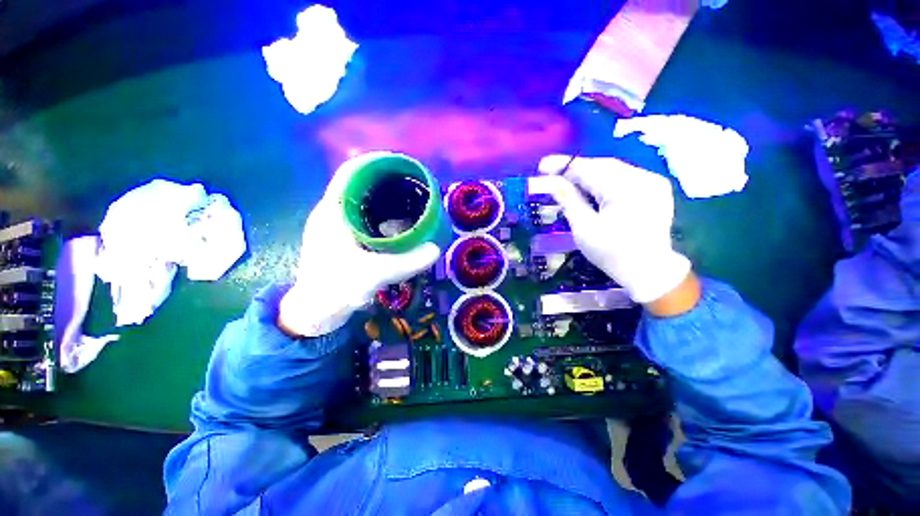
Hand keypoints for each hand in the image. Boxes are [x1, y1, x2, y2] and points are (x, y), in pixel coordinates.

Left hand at [279, 153, 440, 336]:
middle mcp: (333, 213)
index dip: (374, 162)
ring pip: (362, 201)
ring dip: (385, 198)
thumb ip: (406, 262)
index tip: (401, 164)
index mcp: (333, 212)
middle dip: (386, 181)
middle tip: (414, 184)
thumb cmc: (336, 289)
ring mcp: (337, 227)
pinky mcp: (343, 239)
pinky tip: (399, 224)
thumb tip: (436, 249)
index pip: (350, 173)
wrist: (314, 312)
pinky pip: (365, 217)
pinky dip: (382, 215)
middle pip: (359, 184)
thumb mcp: (374, 275)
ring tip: (410, 200)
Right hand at [538, 155, 692, 305]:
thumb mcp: (584, 229)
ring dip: (589, 173)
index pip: (588, 169)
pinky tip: (592, 187)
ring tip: (569, 180)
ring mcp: (653, 182)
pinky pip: (625, 176)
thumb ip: (569, 201)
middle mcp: (642, 178)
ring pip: (613, 169)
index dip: (563, 166)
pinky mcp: (656, 188)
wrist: (649, 271)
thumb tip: (553, 182)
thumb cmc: (612, 253)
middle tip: (553, 173)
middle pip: (602, 165)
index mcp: (623, 190)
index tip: (542, 166)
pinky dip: (605, 179)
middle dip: (576, 168)